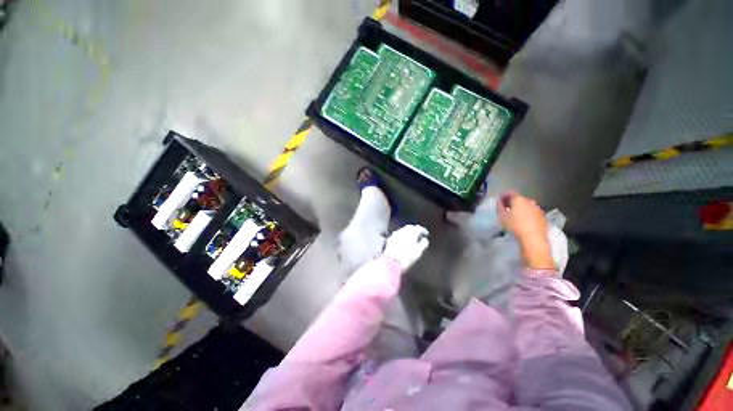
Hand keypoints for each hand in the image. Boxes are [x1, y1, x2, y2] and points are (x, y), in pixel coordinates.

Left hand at [383, 225, 429, 270]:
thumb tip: (425, 240)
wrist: (392, 262)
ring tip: (411, 238)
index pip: (418, 228)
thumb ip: (423, 244)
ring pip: (403, 230)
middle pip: (410, 227)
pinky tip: (402, 240)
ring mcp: (395, 234)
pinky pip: (397, 234)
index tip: (426, 234)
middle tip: (418, 234)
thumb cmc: (407, 258)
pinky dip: (401, 235)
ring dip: (407, 232)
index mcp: (411, 233)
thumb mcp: (418, 252)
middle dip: (414, 229)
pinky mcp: (390, 238)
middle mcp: (403, 231)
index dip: (423, 230)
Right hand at [497, 192, 554, 269]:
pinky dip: (527, 214)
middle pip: (519, 198)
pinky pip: (533, 212)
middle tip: (506, 208)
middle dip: (512, 202)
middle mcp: (530, 201)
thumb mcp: (502, 216)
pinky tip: (524, 221)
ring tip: (515, 215)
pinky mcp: (543, 217)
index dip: (503, 195)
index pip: (510, 192)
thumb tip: (500, 201)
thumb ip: (500, 207)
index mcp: (519, 199)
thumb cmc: (515, 226)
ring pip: (527, 205)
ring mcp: (538, 209)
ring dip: (521, 208)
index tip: (499, 200)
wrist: (533, 239)